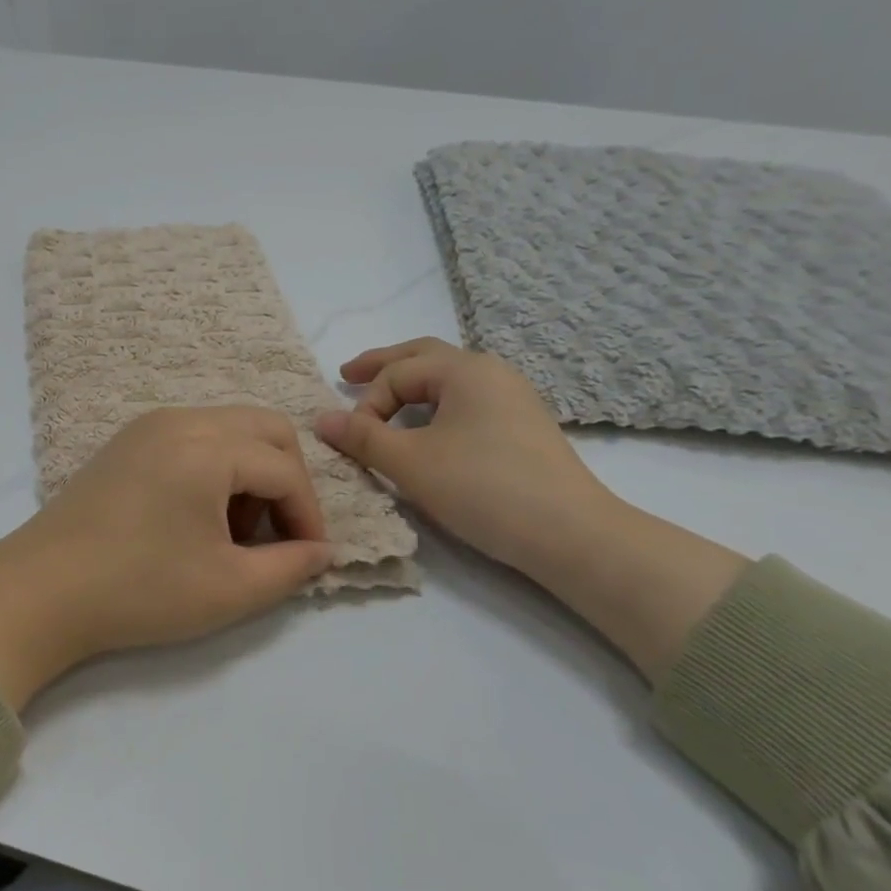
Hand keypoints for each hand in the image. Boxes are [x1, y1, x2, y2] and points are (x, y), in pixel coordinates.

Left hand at [0, 407, 332, 708]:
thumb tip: (322, 551)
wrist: (39, 592)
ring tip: (233, 533)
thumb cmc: (138, 590)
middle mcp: (180, 419)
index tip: (309, 558)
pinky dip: (215, 467)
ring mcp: (148, 426)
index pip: (285, 469)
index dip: (308, 515)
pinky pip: (194, 437)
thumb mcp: (228, 589)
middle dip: (286, 480)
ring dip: (250, 473)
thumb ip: (290, 567)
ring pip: (229, 429)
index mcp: (207, 446)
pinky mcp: (127, 442)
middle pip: (265, 428)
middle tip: (275, 535)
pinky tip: (197, 518)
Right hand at [313, 337, 613, 573]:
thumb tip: (320, 419)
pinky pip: (467, 402)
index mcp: (464, 370)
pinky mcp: (523, 428)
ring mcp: (513, 398)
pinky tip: (429, 429)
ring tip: (385, 402)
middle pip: (425, 357)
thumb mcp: (411, 463)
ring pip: (448, 381)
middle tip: (347, 373)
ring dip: (411, 387)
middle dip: (383, 366)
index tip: (354, 441)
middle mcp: (491, 372)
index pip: (397, 374)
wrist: (570, 533)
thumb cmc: (483, 488)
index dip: (367, 404)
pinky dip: (435, 407)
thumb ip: (363, 437)